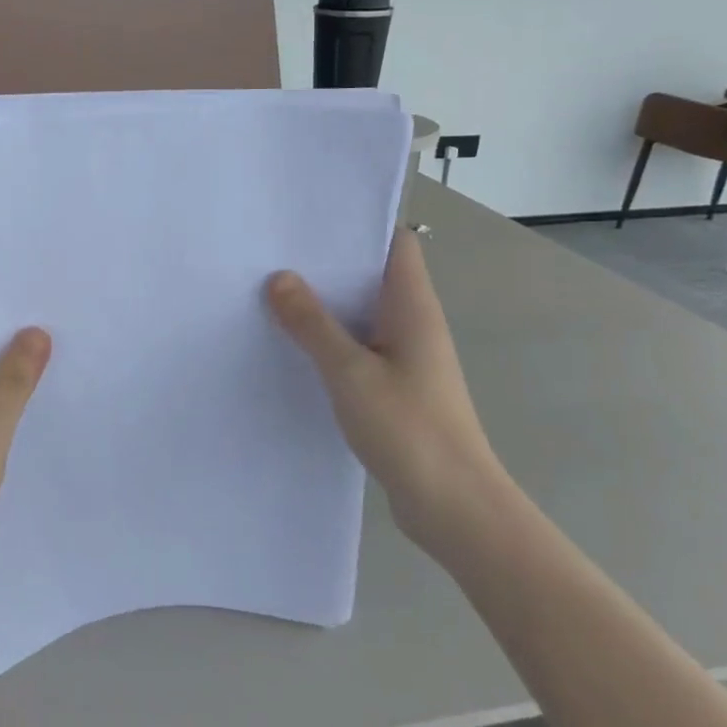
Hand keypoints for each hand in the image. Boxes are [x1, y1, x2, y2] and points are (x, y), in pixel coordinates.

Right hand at [266, 229, 508, 553]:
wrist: (454, 506)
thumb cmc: (408, 428)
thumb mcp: (350, 371)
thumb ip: (312, 324)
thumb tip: (279, 278)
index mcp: (412, 307)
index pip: (396, 244)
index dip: (360, 226)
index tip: (310, 220)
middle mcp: (413, 324)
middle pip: (372, 276)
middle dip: (328, 265)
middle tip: (274, 253)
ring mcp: (406, 357)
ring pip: (362, 315)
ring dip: (325, 306)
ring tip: (272, 293)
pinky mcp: (396, 388)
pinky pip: (359, 348)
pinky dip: (330, 342)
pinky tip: (293, 348)